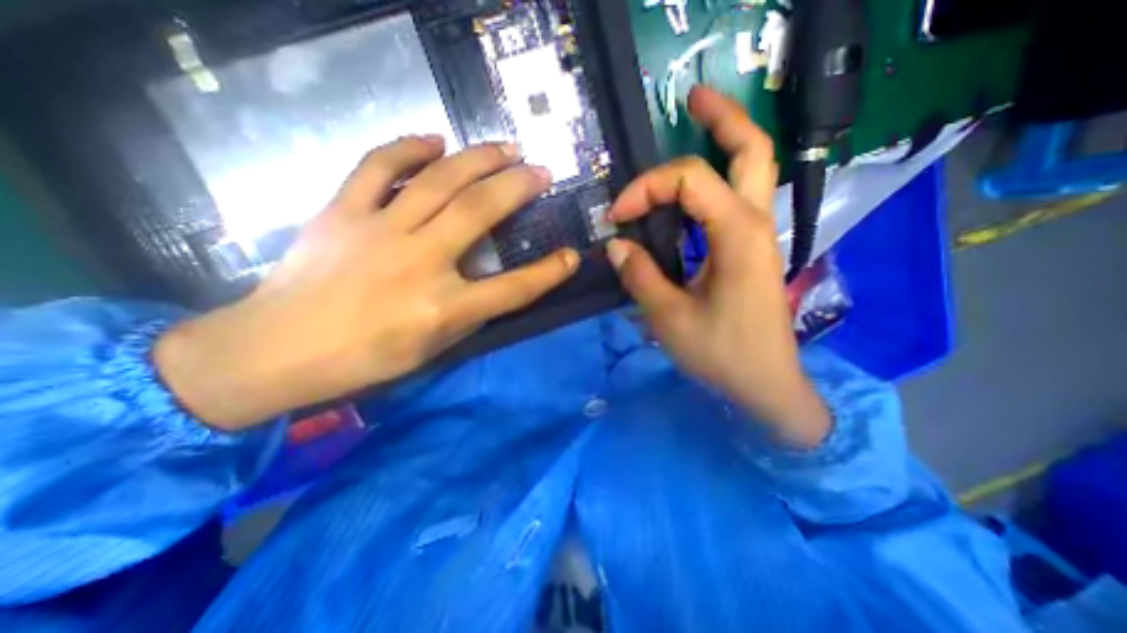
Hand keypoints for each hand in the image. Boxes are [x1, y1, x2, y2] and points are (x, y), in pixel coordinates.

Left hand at [156, 138, 581, 432]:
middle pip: (480, 212)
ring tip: (504, 147)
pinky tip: (434, 140)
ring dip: (478, 159)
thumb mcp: (432, 350)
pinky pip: (377, 167)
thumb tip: (492, 281)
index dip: (548, 273)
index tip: (572, 256)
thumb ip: (468, 314)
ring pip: (438, 180)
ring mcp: (379, 231)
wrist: (276, 349)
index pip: (513, 288)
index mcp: (443, 309)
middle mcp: (419, 262)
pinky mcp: (342, 213)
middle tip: (541, 170)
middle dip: (519, 187)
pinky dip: (407, 147)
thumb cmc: (364, 360)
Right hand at [603, 88, 828, 443]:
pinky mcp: (748, 250)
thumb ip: (640, 276)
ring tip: (692, 124)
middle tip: (690, 99)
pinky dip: (711, 184)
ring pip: (749, 170)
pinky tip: (688, 191)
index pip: (689, 179)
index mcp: (736, 235)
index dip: (645, 188)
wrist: (764, 384)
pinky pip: (732, 201)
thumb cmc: (721, 354)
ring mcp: (756, 235)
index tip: (616, 218)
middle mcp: (753, 223)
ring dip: (722, 144)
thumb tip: (616, 246)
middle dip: (721, 118)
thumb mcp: (669, 318)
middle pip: (751, 149)